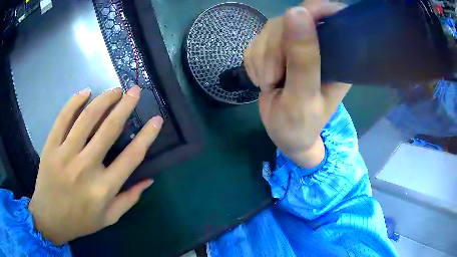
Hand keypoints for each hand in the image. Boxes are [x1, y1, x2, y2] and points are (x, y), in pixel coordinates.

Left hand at [28, 86, 162, 245]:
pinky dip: (75, 102)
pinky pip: (63, 118)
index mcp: (104, 189)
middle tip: (135, 91)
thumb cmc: (81, 221)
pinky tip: (86, 92)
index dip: (147, 136)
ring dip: (103, 99)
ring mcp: (65, 155)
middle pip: (109, 129)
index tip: (157, 119)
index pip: (131, 157)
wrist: (49, 219)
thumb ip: (130, 199)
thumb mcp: (109, 218)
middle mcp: (85, 168)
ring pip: (87, 118)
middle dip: (125, 106)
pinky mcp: (50, 147)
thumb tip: (149, 179)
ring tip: (115, 90)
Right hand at [244, 1, 350, 167]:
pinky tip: (262, 79)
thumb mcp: (304, 97)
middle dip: (274, 48)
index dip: (314, 10)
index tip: (295, 21)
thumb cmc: (300, 126)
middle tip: (273, 79)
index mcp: (337, 56)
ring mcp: (296, 45)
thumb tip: (296, 11)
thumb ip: (303, 58)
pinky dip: (254, 61)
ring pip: (271, 28)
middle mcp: (319, 45)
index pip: (331, 16)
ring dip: (261, 58)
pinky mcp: (276, 49)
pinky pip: (257, 41)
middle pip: (292, 19)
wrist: (284, 136)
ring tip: (268, 84)